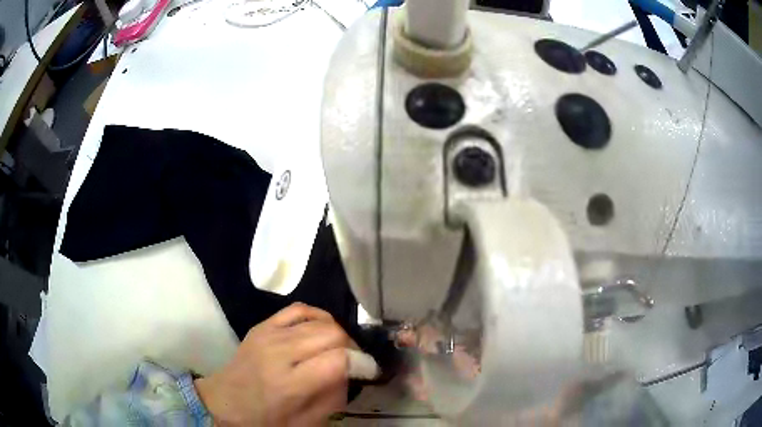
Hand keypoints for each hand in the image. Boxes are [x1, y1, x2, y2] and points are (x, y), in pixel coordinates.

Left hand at [194, 303, 352, 425]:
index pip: (337, 360)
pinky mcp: (262, 325)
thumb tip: (351, 373)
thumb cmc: (264, 420)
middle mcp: (279, 353)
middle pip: (332, 334)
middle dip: (351, 347)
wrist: (224, 402)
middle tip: (352, 362)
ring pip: (320, 319)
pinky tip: (320, 330)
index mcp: (289, 384)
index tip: (368, 370)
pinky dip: (317, 316)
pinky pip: (299, 309)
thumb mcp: (306, 423)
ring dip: (337, 333)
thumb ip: (334, 398)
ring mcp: (269, 334)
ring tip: (336, 349)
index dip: (361, 363)